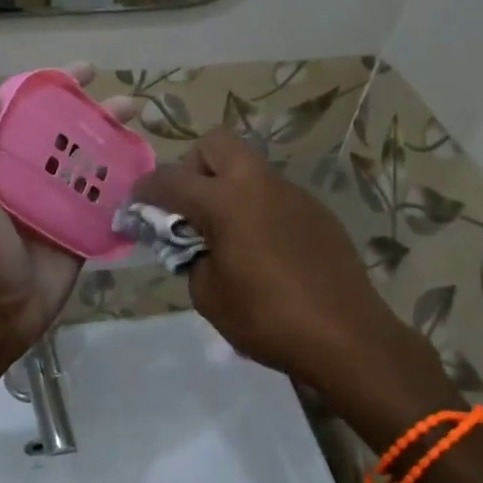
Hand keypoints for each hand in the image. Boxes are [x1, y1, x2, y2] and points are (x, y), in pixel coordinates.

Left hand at [0, 64, 139, 363]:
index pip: (24, 111)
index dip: (51, 87)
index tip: (81, 73)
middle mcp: (25, 174)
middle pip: (64, 132)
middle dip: (94, 111)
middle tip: (127, 102)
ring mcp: (55, 201)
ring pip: (88, 160)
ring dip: (114, 139)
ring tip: (141, 123)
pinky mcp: (78, 226)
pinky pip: (103, 197)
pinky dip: (123, 180)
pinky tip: (146, 164)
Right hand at [136, 130, 448, 404]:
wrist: (347, 338)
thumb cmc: (267, 319)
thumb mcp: (209, 295)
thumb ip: (191, 257)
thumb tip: (194, 244)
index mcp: (226, 202)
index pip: (171, 179)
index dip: (146, 189)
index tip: (136, 204)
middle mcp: (260, 185)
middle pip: (216, 144)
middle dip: (193, 167)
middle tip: (189, 207)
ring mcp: (293, 194)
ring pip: (249, 169)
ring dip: (228, 189)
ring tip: (227, 235)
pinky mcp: (317, 212)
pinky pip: (275, 195)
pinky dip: (257, 209)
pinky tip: (264, 252)